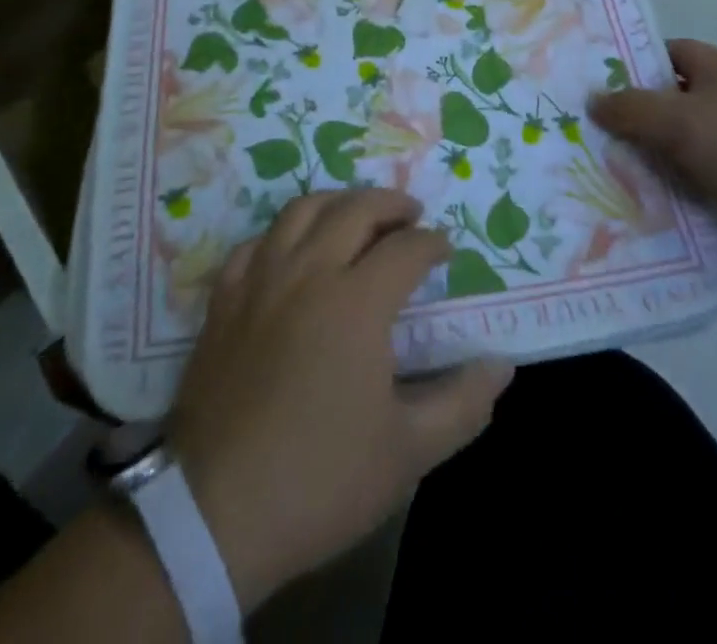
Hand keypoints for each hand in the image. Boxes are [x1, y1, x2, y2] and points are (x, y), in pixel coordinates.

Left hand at [168, 189, 512, 609]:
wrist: (215, 513)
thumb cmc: (320, 479)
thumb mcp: (407, 452)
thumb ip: (462, 403)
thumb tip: (501, 366)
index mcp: (356, 301)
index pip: (406, 249)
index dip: (432, 243)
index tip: (445, 251)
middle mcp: (308, 272)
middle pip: (355, 209)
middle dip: (391, 204)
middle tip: (411, 216)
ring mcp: (260, 280)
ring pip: (302, 210)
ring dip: (339, 202)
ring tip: (358, 215)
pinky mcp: (224, 299)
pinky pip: (257, 242)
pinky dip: (284, 233)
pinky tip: (293, 250)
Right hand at [589, 38, 716, 271]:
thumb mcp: (681, 119)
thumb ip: (630, 107)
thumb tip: (591, 100)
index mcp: (714, 70)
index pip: (660, 54)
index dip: (625, 62)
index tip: (584, 80)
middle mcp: (716, 103)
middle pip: (657, 103)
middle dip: (620, 117)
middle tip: (571, 128)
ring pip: (664, 146)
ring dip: (633, 158)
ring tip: (580, 166)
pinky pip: (677, 182)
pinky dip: (653, 190)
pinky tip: (614, 200)